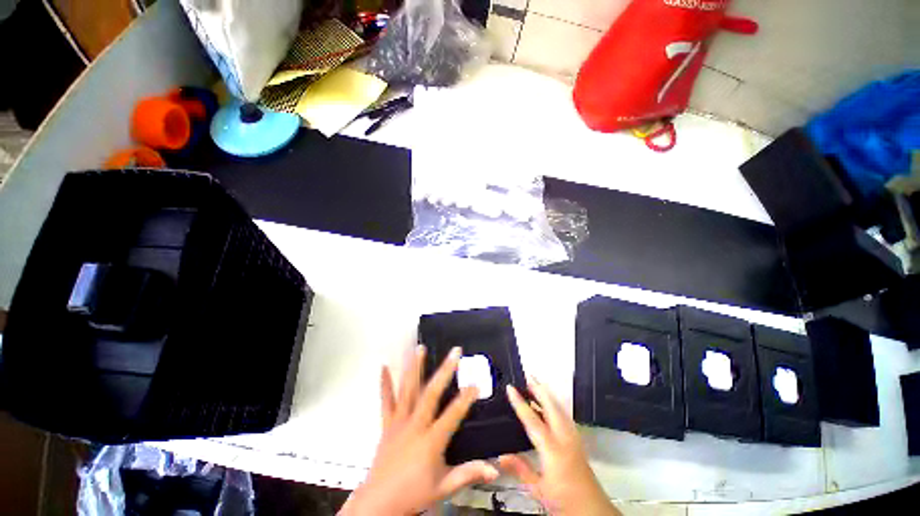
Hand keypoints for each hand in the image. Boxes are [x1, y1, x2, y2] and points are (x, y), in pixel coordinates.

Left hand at [340, 345, 499, 515]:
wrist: (378, 503)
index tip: (476, 383)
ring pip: (408, 390)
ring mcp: (399, 421)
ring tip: (420, 348)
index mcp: (431, 440)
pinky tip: (383, 366)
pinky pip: (386, 400)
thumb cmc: (413, 494)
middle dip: (445, 371)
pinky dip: (385, 383)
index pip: (453, 414)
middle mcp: (415, 425)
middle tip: (454, 352)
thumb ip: (468, 474)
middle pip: (431, 393)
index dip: (466, 398)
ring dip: (415, 367)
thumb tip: (495, 470)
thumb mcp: (444, 487)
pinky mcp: (387, 423)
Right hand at [498, 378, 620, 515]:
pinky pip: (565, 416)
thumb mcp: (538, 489)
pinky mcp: (578, 441)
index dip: (520, 402)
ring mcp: (574, 438)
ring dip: (548, 395)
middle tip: (527, 376)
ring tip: (537, 385)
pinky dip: (555, 405)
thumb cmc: (565, 502)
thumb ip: (520, 469)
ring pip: (560, 409)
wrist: (593, 512)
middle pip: (552, 407)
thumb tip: (501, 455)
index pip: (532, 420)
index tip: (510, 387)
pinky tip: (549, 405)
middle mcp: (565, 439)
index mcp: (552, 450)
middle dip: (539, 389)